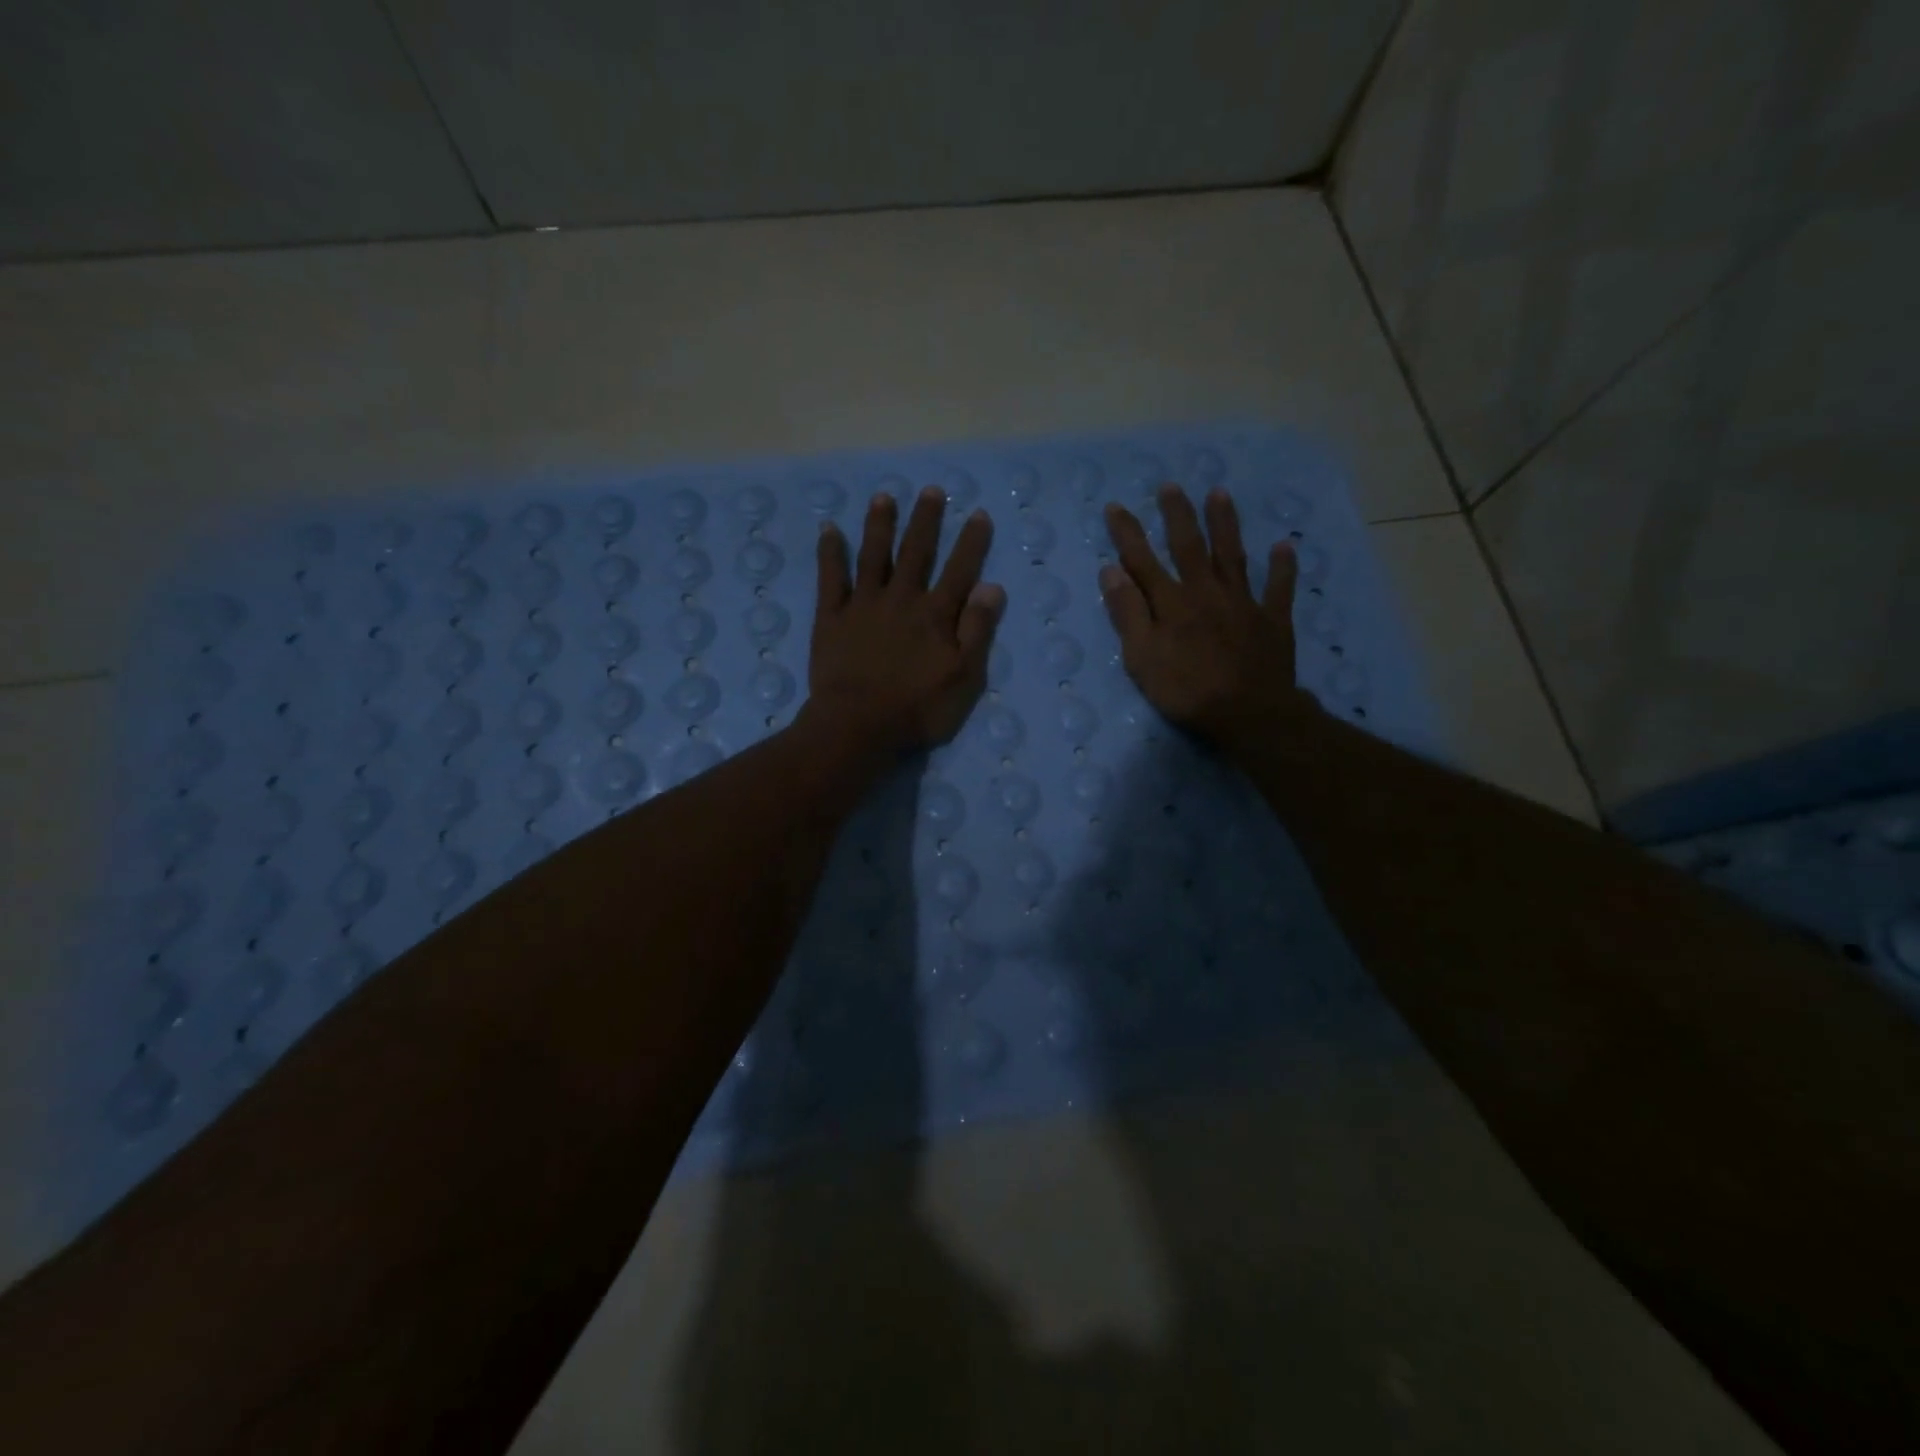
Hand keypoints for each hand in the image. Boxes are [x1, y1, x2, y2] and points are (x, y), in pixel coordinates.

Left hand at [805, 488, 1005, 753]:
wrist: (858, 725)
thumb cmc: (918, 709)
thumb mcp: (964, 678)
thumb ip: (977, 631)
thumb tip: (992, 586)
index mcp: (935, 615)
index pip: (959, 570)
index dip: (971, 542)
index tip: (978, 514)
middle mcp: (901, 599)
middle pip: (915, 552)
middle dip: (925, 520)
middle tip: (931, 490)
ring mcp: (863, 605)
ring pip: (873, 556)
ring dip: (879, 525)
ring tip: (884, 497)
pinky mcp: (831, 618)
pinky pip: (830, 578)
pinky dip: (830, 553)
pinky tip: (829, 530)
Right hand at [1100, 485, 1311, 753]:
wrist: (1249, 713)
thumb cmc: (1187, 691)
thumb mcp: (1143, 659)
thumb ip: (1128, 614)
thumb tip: (1111, 571)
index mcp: (1172, 603)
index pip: (1143, 561)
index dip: (1128, 533)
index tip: (1115, 506)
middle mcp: (1207, 592)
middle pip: (1190, 546)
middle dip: (1178, 515)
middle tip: (1171, 486)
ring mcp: (1243, 603)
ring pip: (1233, 556)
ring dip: (1225, 524)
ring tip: (1221, 494)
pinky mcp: (1272, 620)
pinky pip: (1279, 588)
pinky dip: (1282, 567)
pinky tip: (1284, 546)